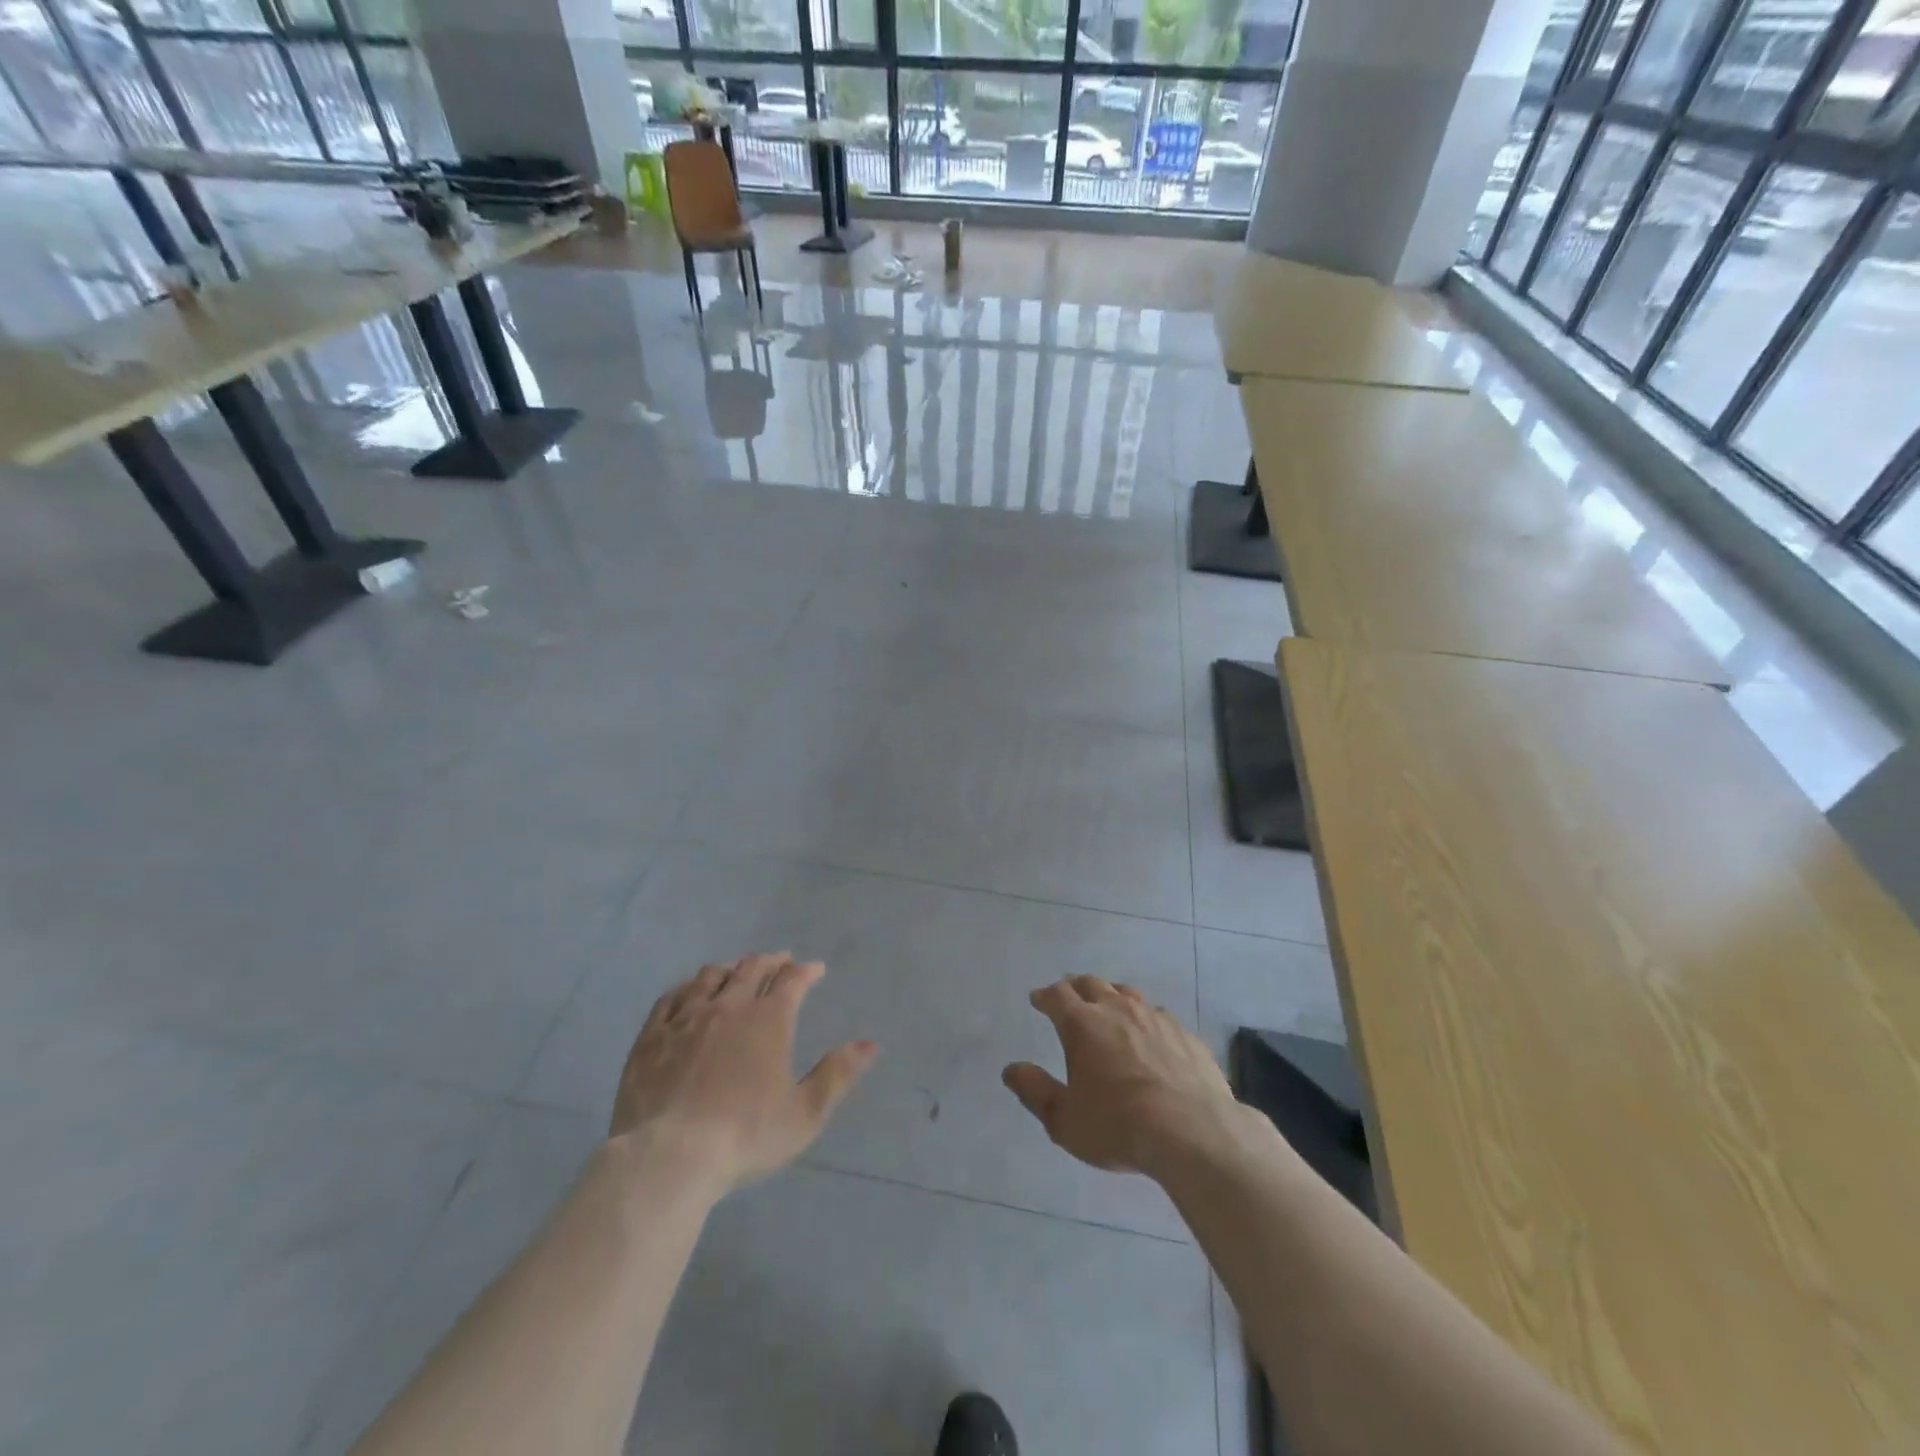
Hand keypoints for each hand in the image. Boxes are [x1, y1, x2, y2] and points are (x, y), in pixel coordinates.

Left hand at [611, 953, 876, 1194]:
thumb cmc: (745, 1137)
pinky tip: (690, 992)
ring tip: (738, 970)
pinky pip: (671, 997)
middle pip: (752, 968)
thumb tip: (869, 1043)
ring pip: (711, 976)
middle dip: (771, 961)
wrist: (669, 1157)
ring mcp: (686, 1017)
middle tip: (781, 961)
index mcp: (769, 1020)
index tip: (815, 970)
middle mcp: (729, 1006)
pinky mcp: (652, 1036)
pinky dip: (688, 987)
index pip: (792, 980)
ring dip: (731, 968)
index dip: (806, 971)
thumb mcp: (805, 1114)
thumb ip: (837, 1074)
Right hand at [1003, 976, 1249, 1178]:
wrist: (1192, 1131)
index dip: (1045, 995)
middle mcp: (1117, 1010)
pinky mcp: (1185, 1034)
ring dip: (1112, 996)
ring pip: (1127, 994)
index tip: (1038, 999)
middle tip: (1069, 996)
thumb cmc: (1118, 1126)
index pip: (1058, 995)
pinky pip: (1159, 1015)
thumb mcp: (1064, 1119)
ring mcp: (1155, 1018)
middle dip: (1076, 988)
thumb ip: (1035, 1091)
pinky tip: (1150, 1034)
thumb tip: (1011, 1070)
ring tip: (1108, 1007)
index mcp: (1083, 1024)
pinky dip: (1145, 1018)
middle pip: (1092, 984)